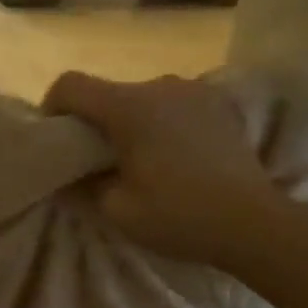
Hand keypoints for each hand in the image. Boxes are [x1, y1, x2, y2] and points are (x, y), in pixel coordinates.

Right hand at [42, 71, 298, 271]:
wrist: (255, 223)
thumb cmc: (179, 215)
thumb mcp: (116, 210)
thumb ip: (82, 187)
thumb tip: (66, 177)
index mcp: (127, 106)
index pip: (70, 85)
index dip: (52, 106)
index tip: (58, 137)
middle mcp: (158, 86)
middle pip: (108, 91)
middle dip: (95, 120)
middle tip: (98, 160)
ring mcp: (193, 91)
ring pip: (143, 97)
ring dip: (132, 120)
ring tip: (142, 158)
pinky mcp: (219, 103)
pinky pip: (175, 103)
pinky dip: (165, 121)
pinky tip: (176, 154)